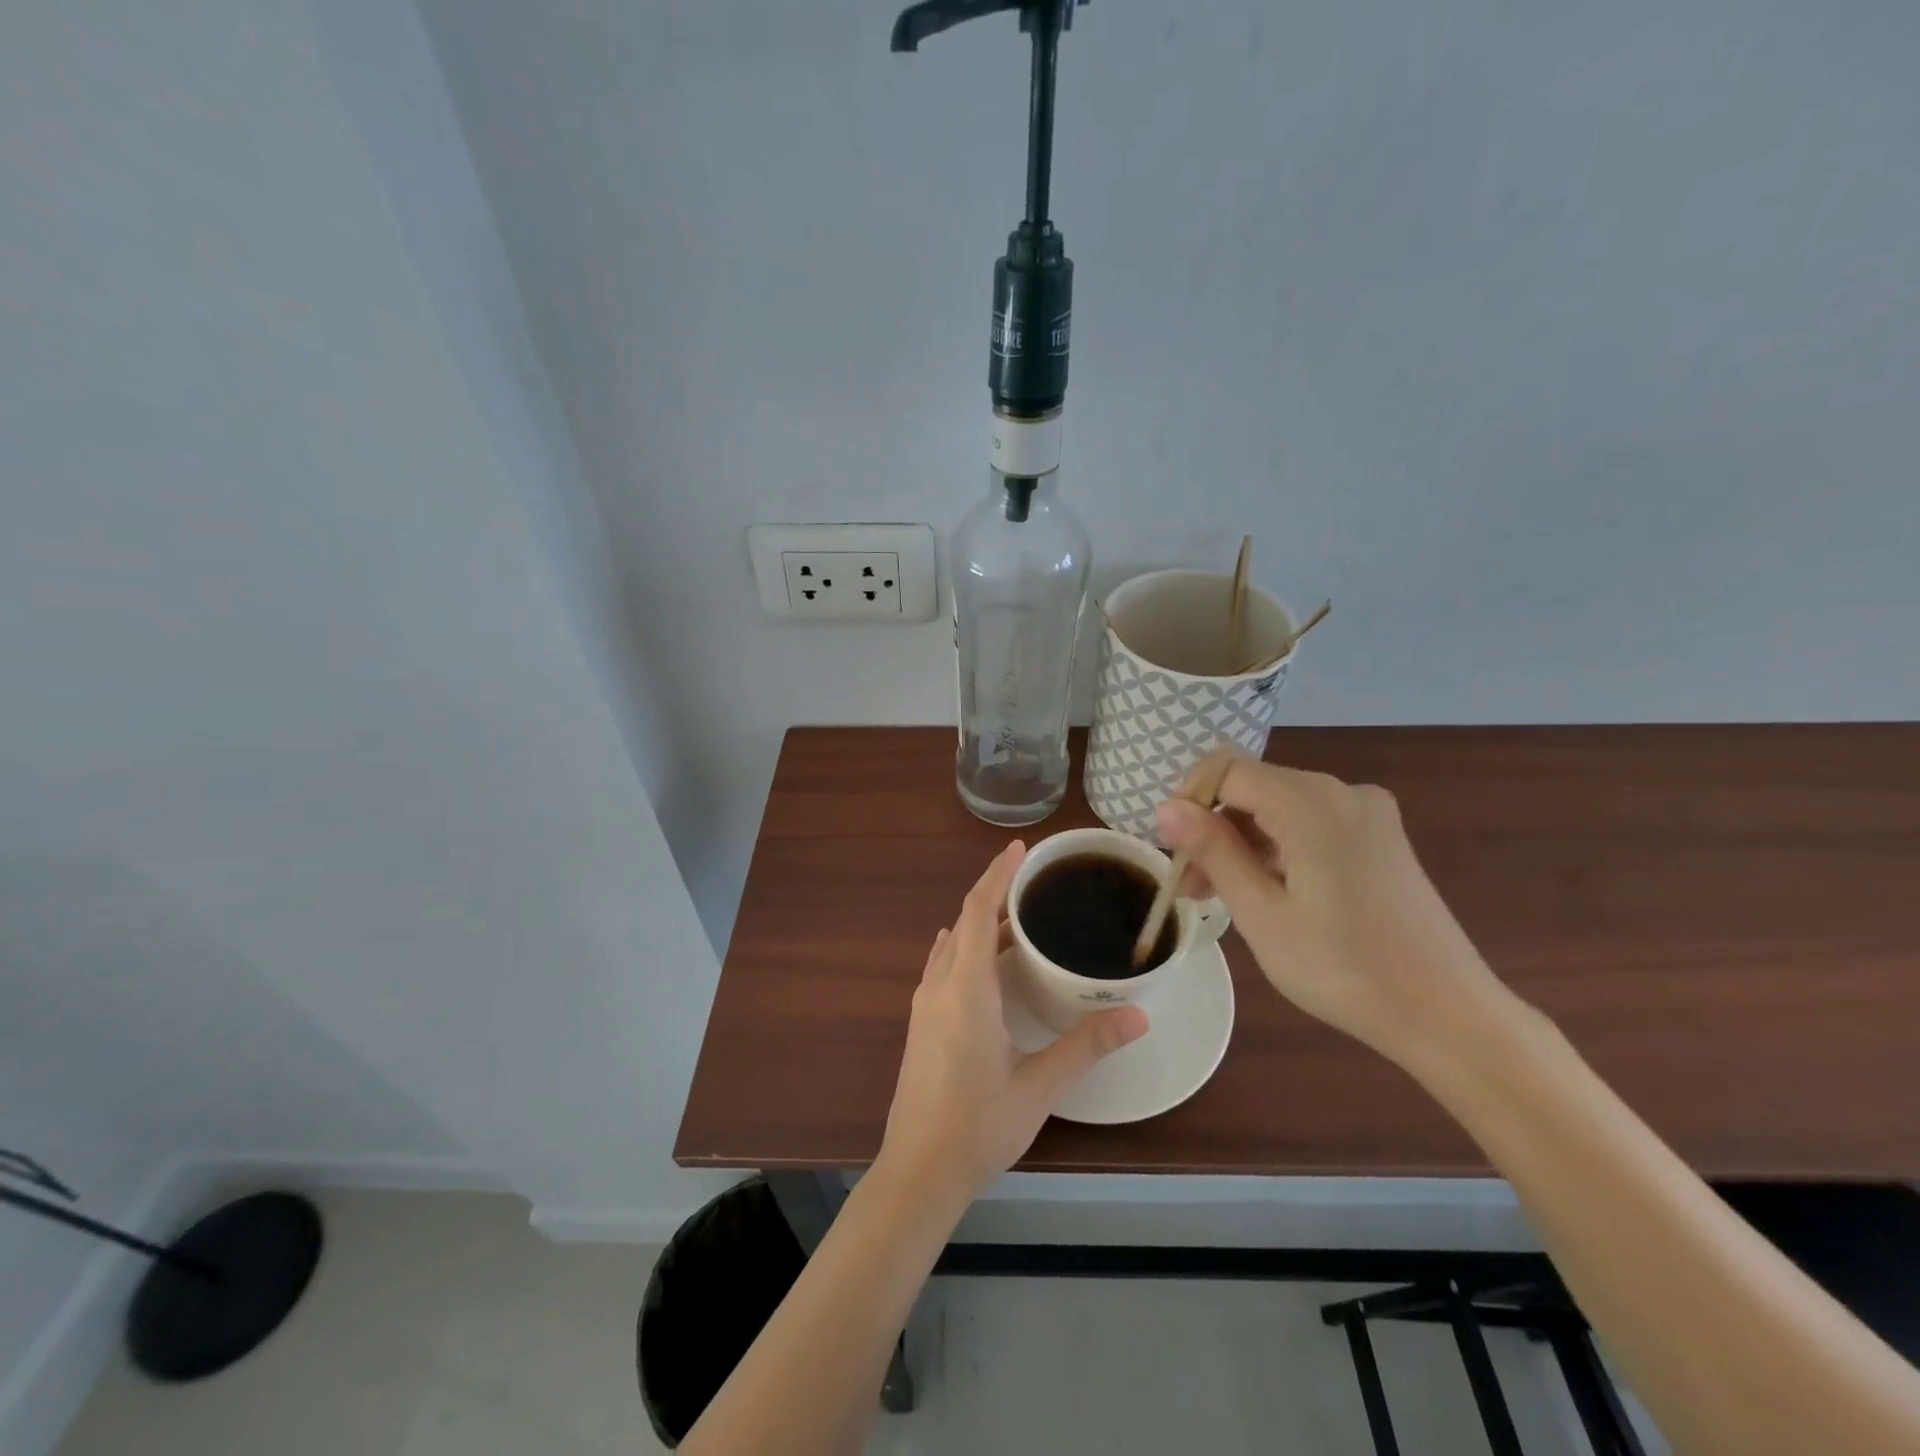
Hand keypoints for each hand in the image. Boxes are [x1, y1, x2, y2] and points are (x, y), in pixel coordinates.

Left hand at [877, 840, 1148, 1205]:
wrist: (918, 1172)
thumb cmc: (978, 1126)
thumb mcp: (1039, 1086)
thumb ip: (1087, 1046)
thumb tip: (1137, 1016)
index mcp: (966, 989)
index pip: (979, 912)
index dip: (998, 875)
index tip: (1020, 849)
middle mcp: (940, 986)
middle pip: (966, 922)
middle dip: (996, 894)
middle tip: (1035, 881)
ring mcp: (926, 1004)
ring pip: (954, 945)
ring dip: (982, 923)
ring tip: (1020, 916)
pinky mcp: (923, 1022)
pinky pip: (945, 965)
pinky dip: (968, 947)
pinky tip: (984, 958)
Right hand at [1155, 758, 1515, 1068]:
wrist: (1448, 1016)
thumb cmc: (1344, 968)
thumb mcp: (1262, 913)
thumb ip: (1213, 851)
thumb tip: (1165, 807)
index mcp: (1311, 802)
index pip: (1225, 770)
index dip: (1188, 801)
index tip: (1170, 850)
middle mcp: (1341, 791)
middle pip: (1252, 788)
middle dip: (1211, 828)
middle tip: (1188, 886)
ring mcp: (1366, 814)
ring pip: (1278, 809)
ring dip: (1241, 843)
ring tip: (1216, 896)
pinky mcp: (1379, 838)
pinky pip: (1309, 825)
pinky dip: (1276, 850)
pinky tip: (1264, 892)